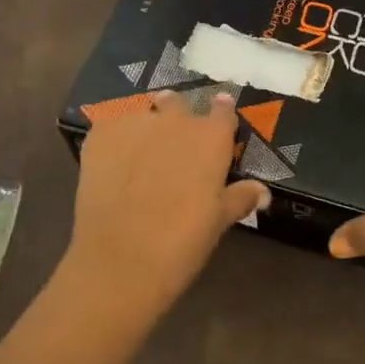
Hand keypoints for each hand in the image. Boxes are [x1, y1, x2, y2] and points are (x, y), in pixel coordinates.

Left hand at [67, 89, 268, 316]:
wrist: (121, 260)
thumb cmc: (181, 243)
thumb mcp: (217, 222)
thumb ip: (239, 198)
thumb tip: (263, 191)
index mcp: (210, 138)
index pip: (223, 110)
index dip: (222, 112)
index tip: (220, 113)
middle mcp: (175, 120)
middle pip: (178, 103)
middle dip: (176, 116)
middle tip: (172, 141)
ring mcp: (136, 122)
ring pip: (142, 111)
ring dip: (144, 125)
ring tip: (138, 150)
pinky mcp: (101, 133)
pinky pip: (110, 124)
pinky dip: (113, 137)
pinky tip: (110, 159)